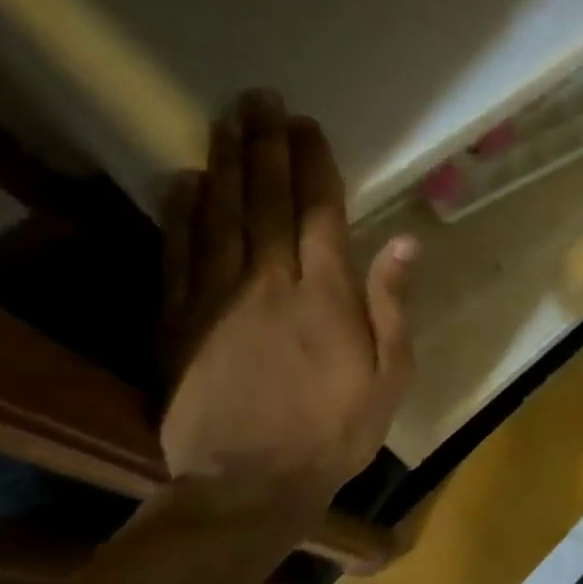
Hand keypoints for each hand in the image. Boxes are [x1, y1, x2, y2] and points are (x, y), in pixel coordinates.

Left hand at [159, 90, 415, 496]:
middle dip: (267, 147)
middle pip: (267, 202)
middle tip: (261, 100)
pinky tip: (183, 182)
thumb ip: (393, 305)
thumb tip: (406, 242)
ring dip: (225, 165)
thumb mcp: (391, 374)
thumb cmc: (336, 429)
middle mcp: (270, 283)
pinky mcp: (177, 323)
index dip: (313, 165)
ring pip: (220, 217)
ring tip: (227, 122)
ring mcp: (217, 300)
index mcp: (327, 295)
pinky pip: (178, 256)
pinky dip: (180, 215)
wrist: (248, 483)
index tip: (308, 125)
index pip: (319, 213)